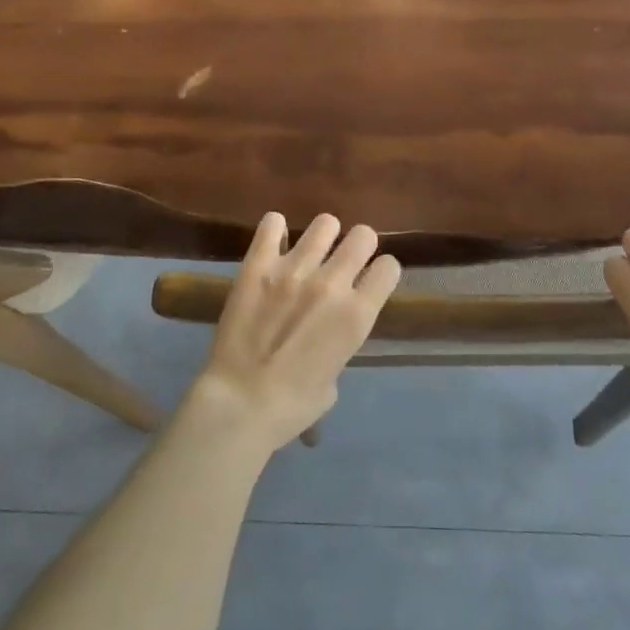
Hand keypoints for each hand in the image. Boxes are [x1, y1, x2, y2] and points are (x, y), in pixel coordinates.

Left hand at [194, 212, 400, 451]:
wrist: (241, 403)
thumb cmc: (293, 405)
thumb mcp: (334, 378)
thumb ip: (339, 343)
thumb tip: (329, 331)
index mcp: (357, 315)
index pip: (389, 267)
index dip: (381, 272)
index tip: (371, 280)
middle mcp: (332, 283)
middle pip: (363, 235)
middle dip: (359, 246)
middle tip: (344, 261)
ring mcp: (294, 269)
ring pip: (325, 223)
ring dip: (323, 236)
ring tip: (311, 251)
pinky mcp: (258, 264)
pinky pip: (272, 224)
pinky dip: (275, 230)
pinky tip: (274, 243)